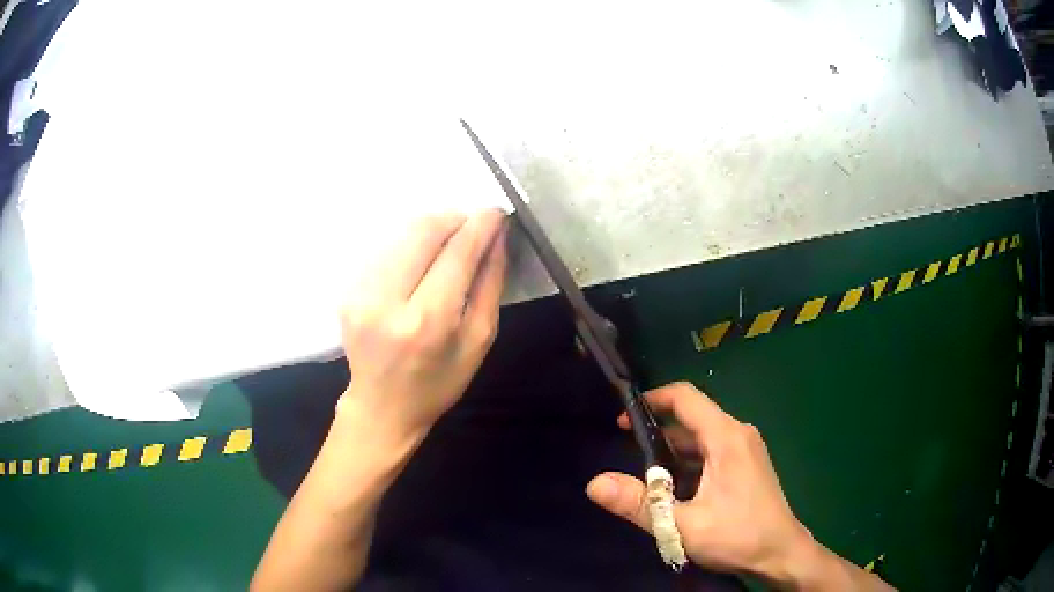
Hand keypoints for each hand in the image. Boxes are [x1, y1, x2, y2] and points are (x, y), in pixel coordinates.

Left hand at [337, 210, 507, 444]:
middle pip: (424, 231)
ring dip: (431, 228)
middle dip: (454, 218)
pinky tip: (420, 260)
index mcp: (428, 321)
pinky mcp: (347, 290)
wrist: (381, 407)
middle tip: (472, 226)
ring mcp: (360, 293)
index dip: (480, 225)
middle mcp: (388, 301)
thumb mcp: (478, 341)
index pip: (457, 253)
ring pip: (401, 233)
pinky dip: (408, 244)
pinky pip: (384, 248)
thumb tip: (497, 238)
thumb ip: (490, 285)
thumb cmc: (438, 383)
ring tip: (449, 242)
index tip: (496, 213)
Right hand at [585, 382, 818, 584]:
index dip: (652, 400)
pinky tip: (675, 491)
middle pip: (691, 419)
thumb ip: (639, 504)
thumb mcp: (683, 525)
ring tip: (645, 478)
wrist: (780, 554)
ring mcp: (745, 450)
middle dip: (657, 432)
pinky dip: (688, 464)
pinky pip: (711, 453)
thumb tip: (595, 483)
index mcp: (726, 437)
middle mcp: (737, 434)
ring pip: (701, 439)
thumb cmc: (737, 536)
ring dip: (672, 453)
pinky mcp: (746, 465)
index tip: (623, 418)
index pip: (685, 398)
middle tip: (626, 455)